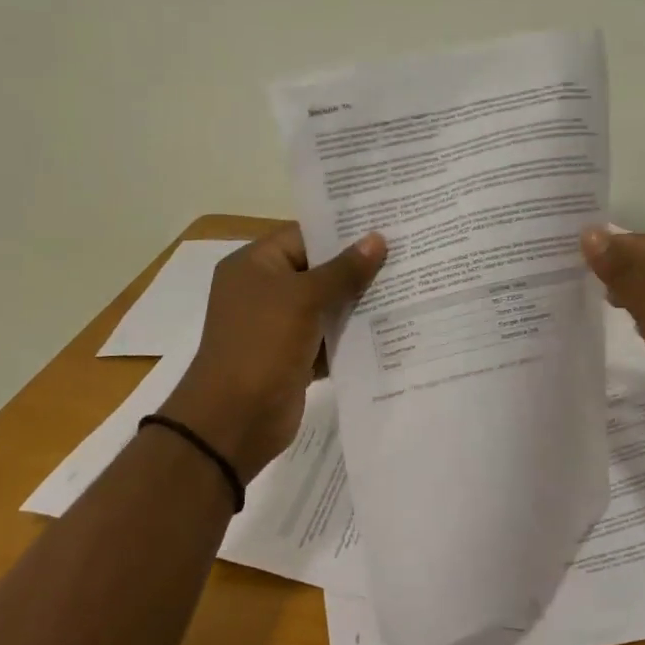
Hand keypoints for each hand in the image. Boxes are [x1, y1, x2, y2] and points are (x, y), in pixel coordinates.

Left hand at [160, 225, 386, 479]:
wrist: (234, 420)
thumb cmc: (262, 345)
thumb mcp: (303, 299)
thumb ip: (343, 270)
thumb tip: (377, 239)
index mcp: (255, 264)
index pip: (304, 235)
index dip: (343, 230)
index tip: (386, 224)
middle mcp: (265, 290)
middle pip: (318, 269)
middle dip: (358, 266)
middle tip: (406, 253)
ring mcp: (279, 325)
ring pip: (327, 304)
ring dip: (360, 301)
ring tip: (409, 285)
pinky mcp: (294, 356)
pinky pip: (329, 336)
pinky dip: (353, 334)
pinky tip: (393, 326)